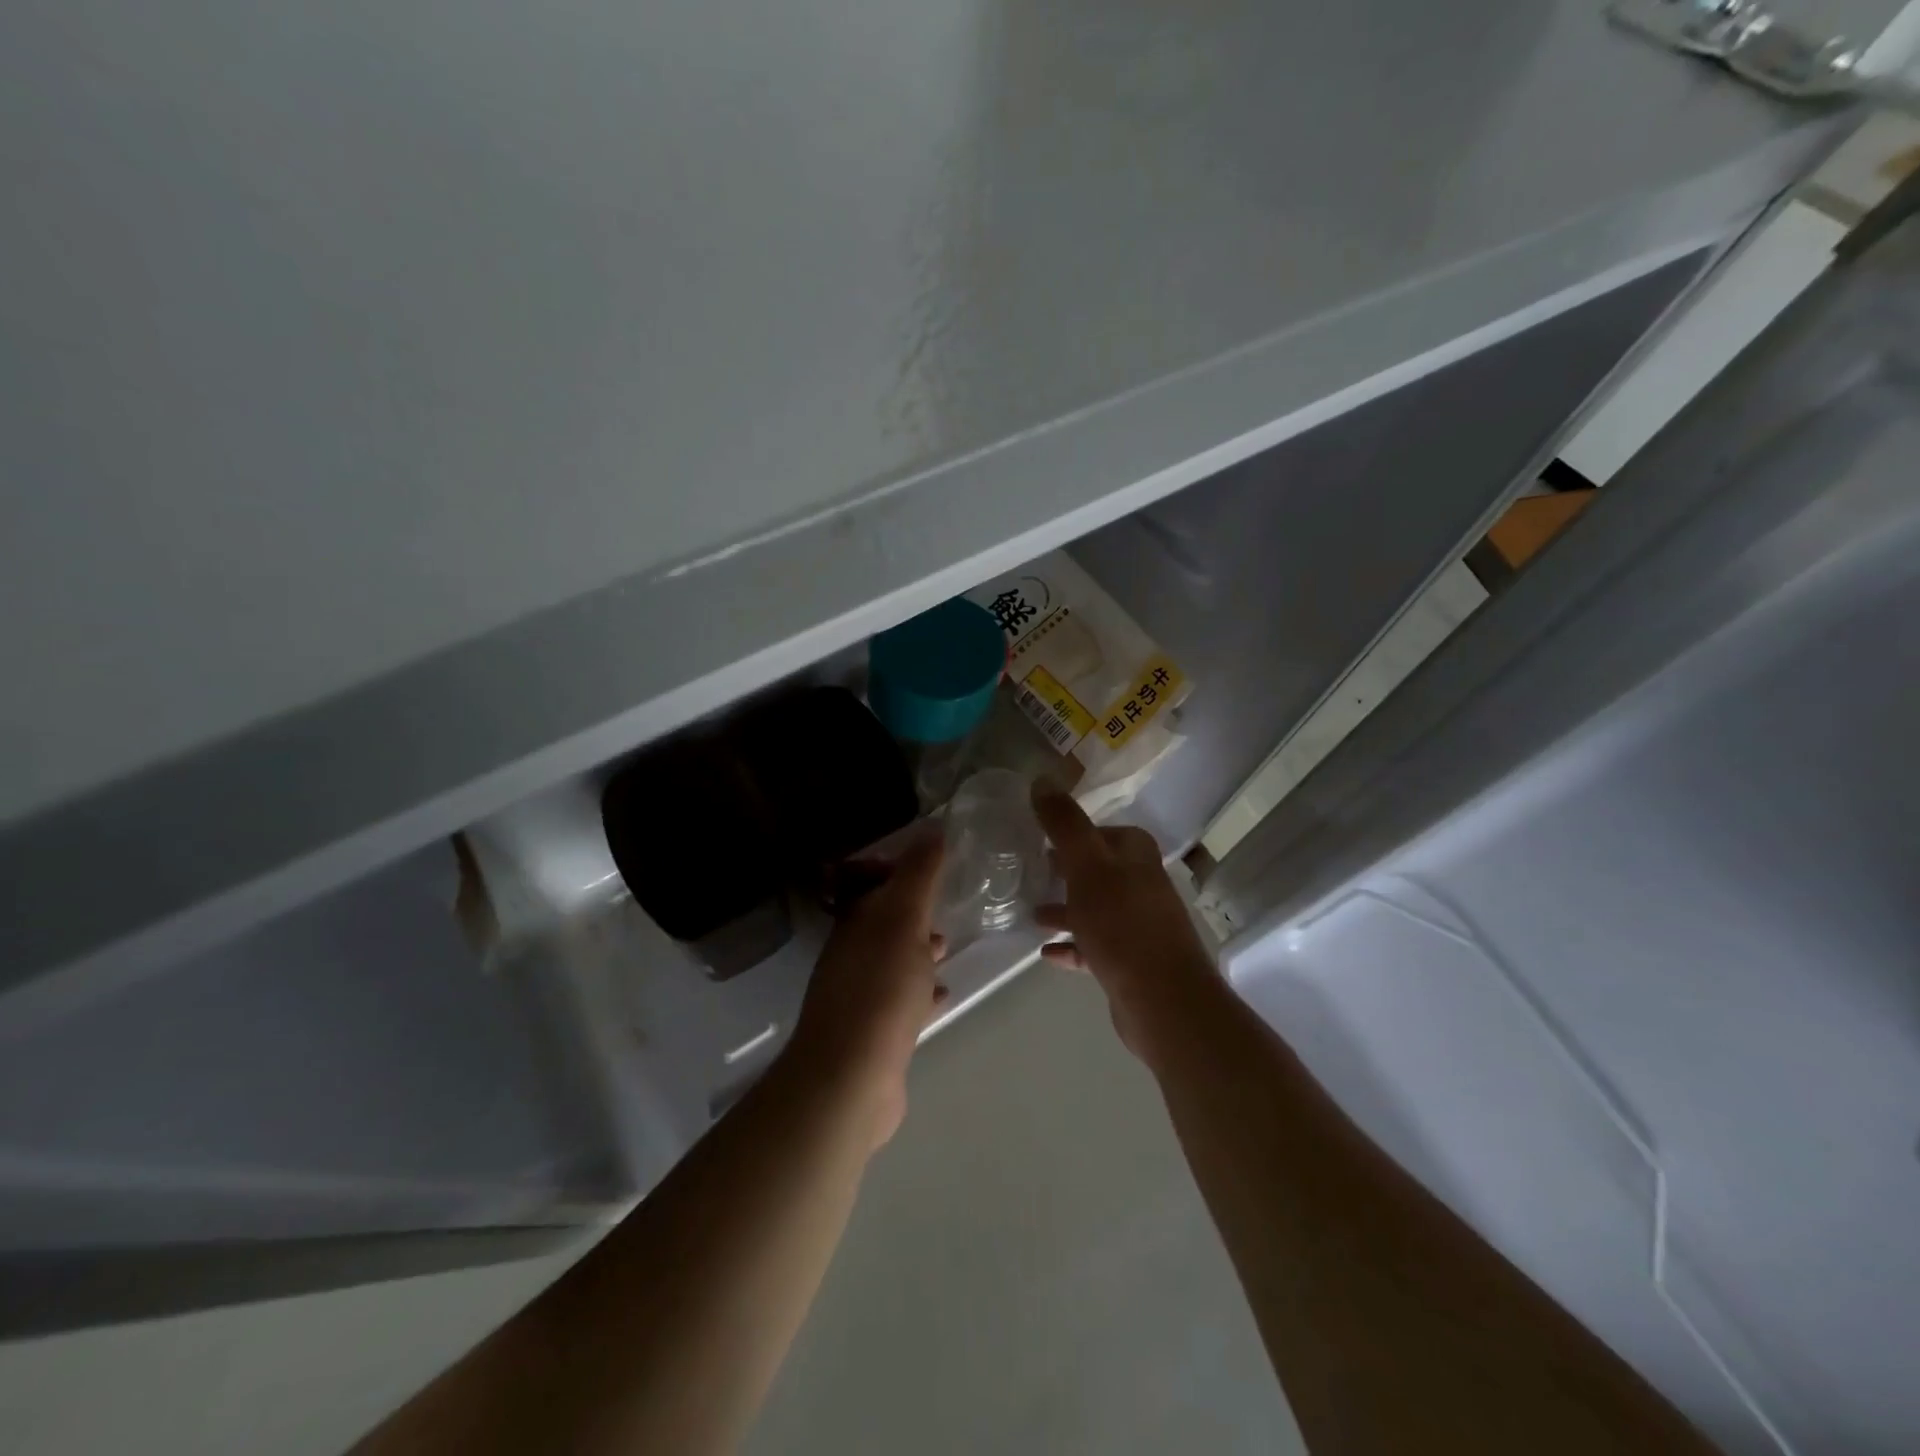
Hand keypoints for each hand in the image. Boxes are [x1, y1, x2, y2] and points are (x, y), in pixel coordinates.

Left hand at [787, 833, 947, 1147]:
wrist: (853, 1076)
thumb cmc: (881, 986)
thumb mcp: (904, 918)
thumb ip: (918, 873)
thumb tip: (933, 828)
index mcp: (854, 922)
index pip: (870, 882)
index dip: (896, 869)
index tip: (932, 865)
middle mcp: (851, 954)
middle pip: (883, 922)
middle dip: (912, 912)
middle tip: (945, 907)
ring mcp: (860, 995)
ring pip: (893, 962)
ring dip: (918, 952)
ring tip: (948, 949)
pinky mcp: (875, 1032)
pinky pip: (902, 1001)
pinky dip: (921, 992)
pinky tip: (942, 995)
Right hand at [1031, 782, 1219, 1057]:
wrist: (1162, 1000)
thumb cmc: (1122, 923)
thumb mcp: (1086, 864)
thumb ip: (1064, 823)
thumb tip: (1042, 779)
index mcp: (1136, 857)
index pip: (1104, 832)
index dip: (1075, 832)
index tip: (1041, 836)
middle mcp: (1142, 886)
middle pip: (1099, 870)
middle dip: (1067, 869)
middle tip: (1031, 870)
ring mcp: (1138, 926)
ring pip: (1096, 909)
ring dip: (1066, 908)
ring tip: (1031, 913)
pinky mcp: (1131, 963)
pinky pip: (1095, 947)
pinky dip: (1072, 945)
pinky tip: (1045, 953)